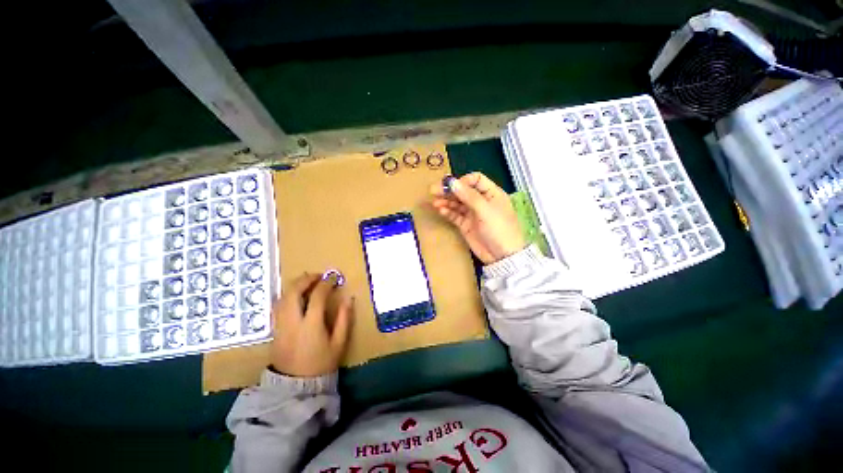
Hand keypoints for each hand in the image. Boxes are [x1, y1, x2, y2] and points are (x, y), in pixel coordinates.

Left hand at [269, 273, 353, 376]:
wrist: (295, 387)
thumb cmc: (321, 364)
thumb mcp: (339, 343)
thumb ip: (344, 319)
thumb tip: (349, 299)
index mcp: (311, 324)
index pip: (317, 296)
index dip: (326, 284)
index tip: (334, 279)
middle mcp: (292, 321)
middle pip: (293, 292)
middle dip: (306, 279)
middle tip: (318, 275)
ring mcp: (281, 325)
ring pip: (283, 297)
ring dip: (295, 285)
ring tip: (307, 281)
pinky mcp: (275, 330)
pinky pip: (278, 306)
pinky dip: (288, 295)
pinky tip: (296, 295)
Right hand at [430, 172, 525, 264]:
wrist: (502, 256)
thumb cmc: (499, 229)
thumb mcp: (486, 210)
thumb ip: (469, 196)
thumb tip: (452, 182)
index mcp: (491, 194)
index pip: (476, 180)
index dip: (463, 181)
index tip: (452, 186)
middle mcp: (481, 201)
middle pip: (463, 191)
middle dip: (449, 190)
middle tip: (433, 191)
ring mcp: (472, 213)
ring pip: (457, 203)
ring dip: (446, 201)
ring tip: (435, 203)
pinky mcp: (465, 225)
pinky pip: (455, 215)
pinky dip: (447, 212)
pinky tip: (440, 210)